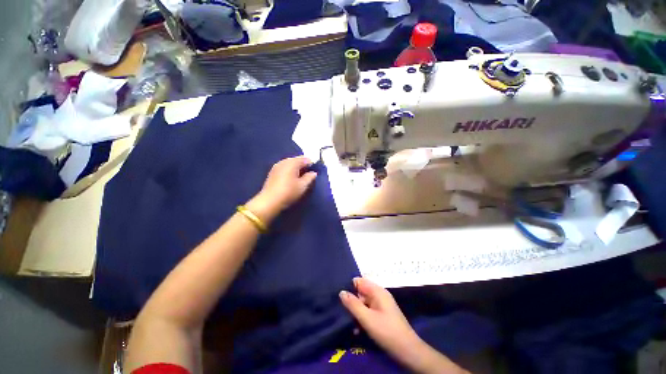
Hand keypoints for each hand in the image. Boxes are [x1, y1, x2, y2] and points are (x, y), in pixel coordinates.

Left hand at [247, 156, 316, 222]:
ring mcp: (277, 166)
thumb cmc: (288, 192)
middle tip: (308, 174)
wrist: (269, 201)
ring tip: (300, 177)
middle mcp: (284, 161)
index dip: (311, 164)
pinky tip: (291, 178)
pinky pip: (284, 167)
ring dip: (296, 168)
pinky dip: (289, 170)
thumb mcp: (302, 186)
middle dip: (303, 165)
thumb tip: (313, 173)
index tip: (314, 172)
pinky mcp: (272, 172)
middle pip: (297, 159)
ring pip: (290, 163)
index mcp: (292, 163)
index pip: (305, 159)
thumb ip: (310, 177)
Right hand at [340, 278, 467, 373]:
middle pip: (361, 292)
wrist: (408, 352)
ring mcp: (382, 306)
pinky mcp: (382, 315)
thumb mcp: (367, 318)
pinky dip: (362, 318)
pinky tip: (357, 330)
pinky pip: (368, 312)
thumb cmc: (387, 332)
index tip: (339, 296)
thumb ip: (353, 304)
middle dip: (351, 301)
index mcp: (377, 291)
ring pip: (364, 303)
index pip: (359, 281)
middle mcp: (379, 295)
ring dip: (356, 312)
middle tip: (342, 312)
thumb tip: (341, 292)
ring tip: (348, 323)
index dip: (349, 287)